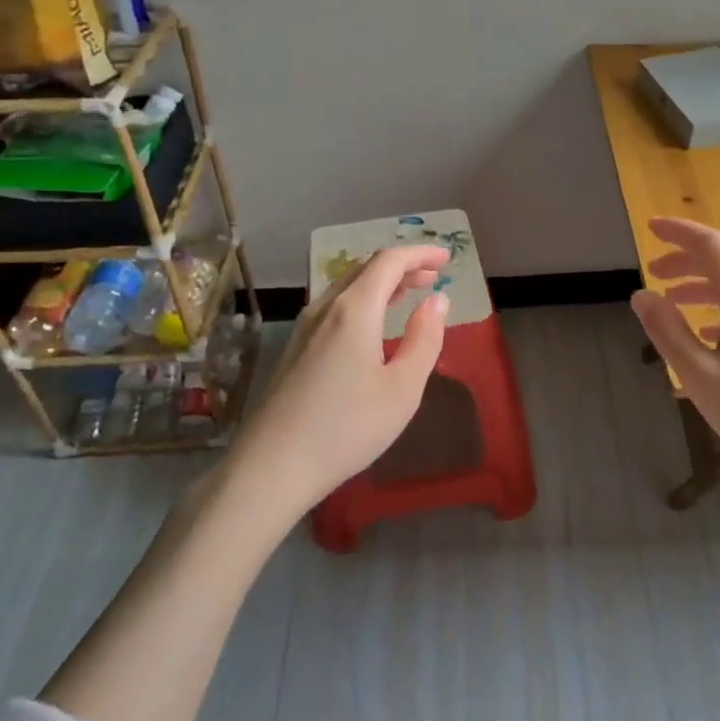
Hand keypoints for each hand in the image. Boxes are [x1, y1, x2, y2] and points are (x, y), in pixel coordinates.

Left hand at [228, 245, 449, 513]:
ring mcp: (304, 327)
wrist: (272, 467)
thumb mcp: (402, 389)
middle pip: (365, 268)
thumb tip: (437, 301)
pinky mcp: (294, 348)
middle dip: (402, 266)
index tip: (447, 258)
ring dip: (381, 282)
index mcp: (354, 310)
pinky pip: (334, 306)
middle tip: (432, 276)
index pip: (389, 261)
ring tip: (408, 292)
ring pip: (346, 286)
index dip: (420, 253)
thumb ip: (424, 339)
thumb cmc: (347, 428)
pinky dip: (362, 300)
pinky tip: (372, 324)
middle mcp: (325, 308)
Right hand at [630, 217, 719, 503]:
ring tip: (672, 300)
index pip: (711, 245)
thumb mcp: (701, 376)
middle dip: (686, 259)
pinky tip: (709, 332)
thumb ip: (668, 331)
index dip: (679, 232)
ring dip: (703, 284)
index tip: (650, 226)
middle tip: (653, 270)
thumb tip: (642, 294)